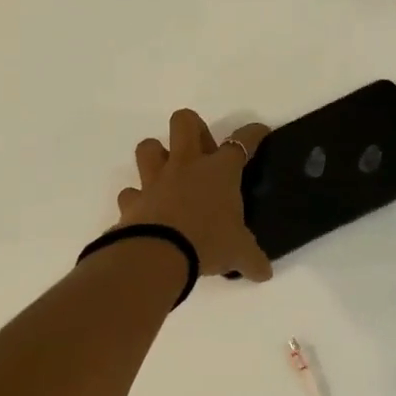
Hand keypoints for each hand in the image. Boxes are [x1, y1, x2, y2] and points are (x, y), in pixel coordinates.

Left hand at [116, 109, 273, 283]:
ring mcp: (155, 180)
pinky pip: (131, 192)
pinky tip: (146, 210)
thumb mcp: (239, 253)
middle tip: (203, 152)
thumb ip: (253, 260)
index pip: (241, 142)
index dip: (252, 134)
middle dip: (194, 128)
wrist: (159, 255)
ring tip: (169, 174)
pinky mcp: (133, 200)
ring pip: (148, 146)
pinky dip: (137, 199)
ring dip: (157, 155)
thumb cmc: (209, 243)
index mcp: (220, 171)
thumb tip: (265, 273)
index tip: (258, 131)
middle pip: (185, 122)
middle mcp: (186, 166)